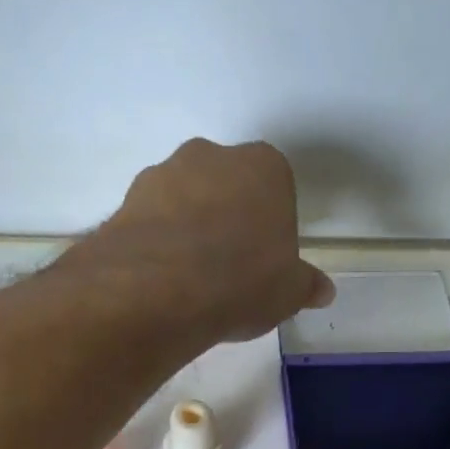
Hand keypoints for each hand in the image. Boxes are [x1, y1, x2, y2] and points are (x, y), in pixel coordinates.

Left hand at [89, 138, 334, 342]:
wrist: (160, 289)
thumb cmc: (243, 280)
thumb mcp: (288, 292)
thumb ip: (305, 285)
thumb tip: (323, 290)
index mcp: (265, 167)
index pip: (276, 187)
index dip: (271, 223)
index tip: (266, 257)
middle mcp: (213, 156)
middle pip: (227, 185)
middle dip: (229, 217)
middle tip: (230, 266)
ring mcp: (164, 173)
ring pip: (186, 198)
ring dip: (190, 228)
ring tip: (192, 279)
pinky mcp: (126, 200)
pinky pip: (152, 220)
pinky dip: (158, 242)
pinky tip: (163, 280)